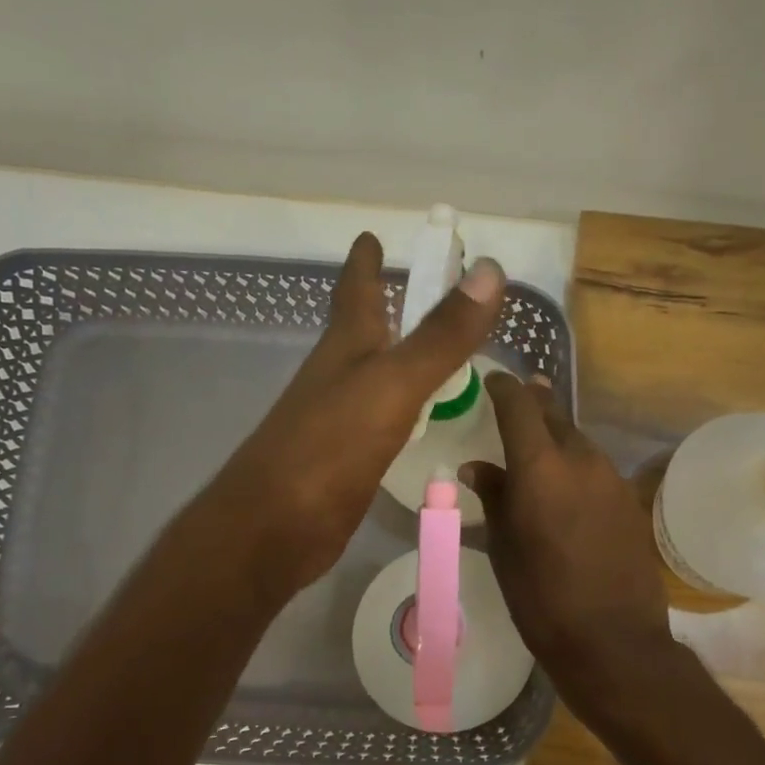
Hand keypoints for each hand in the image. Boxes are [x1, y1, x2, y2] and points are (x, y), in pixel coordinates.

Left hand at [203, 231, 503, 592]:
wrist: (274, 529)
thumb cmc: (329, 448)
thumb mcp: (393, 385)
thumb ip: (440, 336)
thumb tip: (490, 271)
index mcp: (345, 349)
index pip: (355, 290)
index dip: (365, 261)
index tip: (372, 234)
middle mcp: (338, 378)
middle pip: (361, 330)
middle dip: (385, 306)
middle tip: (417, 289)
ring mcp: (338, 421)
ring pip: (373, 377)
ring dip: (398, 359)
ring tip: (433, 352)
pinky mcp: (346, 461)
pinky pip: (382, 421)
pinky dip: (404, 409)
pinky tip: (419, 420)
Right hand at [461, 375, 676, 712]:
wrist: (614, 641)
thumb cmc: (542, 599)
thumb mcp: (504, 549)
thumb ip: (493, 498)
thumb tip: (477, 467)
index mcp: (541, 467)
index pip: (520, 406)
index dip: (503, 387)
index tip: (491, 380)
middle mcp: (582, 460)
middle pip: (555, 416)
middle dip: (533, 405)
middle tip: (515, 403)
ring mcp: (613, 479)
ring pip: (579, 441)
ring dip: (557, 438)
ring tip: (537, 450)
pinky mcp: (631, 501)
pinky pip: (597, 469)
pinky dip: (577, 466)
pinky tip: (566, 489)